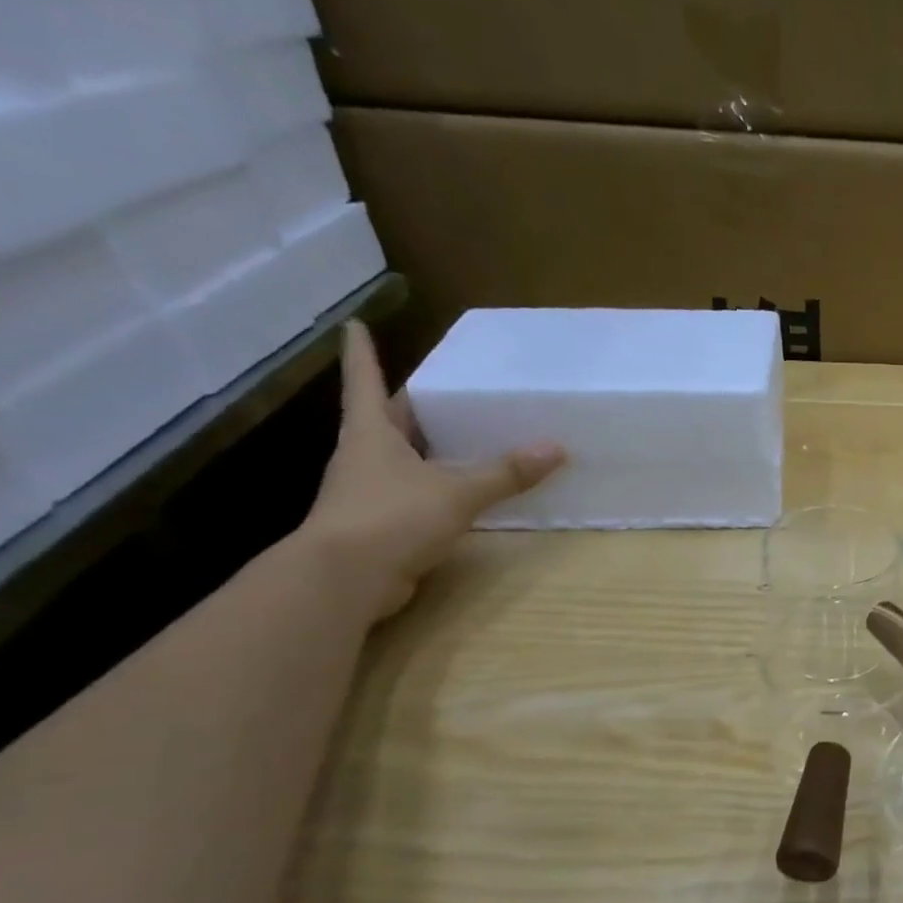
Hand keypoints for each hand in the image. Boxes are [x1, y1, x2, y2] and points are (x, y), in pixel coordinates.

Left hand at [302, 321, 566, 617]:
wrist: (347, 577)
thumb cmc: (393, 516)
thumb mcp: (457, 492)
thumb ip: (505, 473)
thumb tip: (556, 449)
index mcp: (371, 433)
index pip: (365, 382)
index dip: (362, 353)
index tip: (354, 325)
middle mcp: (363, 457)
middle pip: (385, 420)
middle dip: (410, 405)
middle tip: (443, 390)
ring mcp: (367, 492)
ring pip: (399, 458)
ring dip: (425, 448)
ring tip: (462, 438)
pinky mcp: (378, 524)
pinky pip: (411, 495)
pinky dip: (434, 488)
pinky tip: (460, 492)